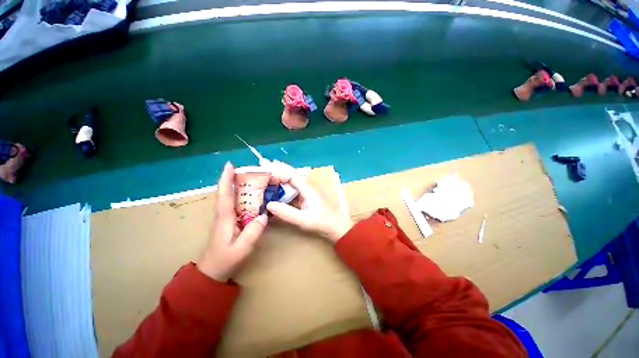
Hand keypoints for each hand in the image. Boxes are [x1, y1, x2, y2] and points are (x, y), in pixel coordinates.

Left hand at [197, 162, 267, 281]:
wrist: (212, 272)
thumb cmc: (225, 260)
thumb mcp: (242, 248)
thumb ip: (253, 232)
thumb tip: (264, 215)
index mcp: (224, 218)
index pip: (224, 195)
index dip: (226, 179)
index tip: (229, 165)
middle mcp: (223, 214)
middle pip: (226, 192)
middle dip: (233, 178)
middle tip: (247, 169)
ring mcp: (225, 218)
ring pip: (230, 197)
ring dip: (237, 185)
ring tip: (250, 177)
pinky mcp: (229, 221)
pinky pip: (234, 204)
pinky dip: (240, 196)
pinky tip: (251, 195)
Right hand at [266, 174, 353, 243]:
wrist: (336, 228)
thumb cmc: (322, 222)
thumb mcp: (303, 220)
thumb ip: (287, 212)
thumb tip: (268, 205)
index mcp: (307, 189)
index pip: (291, 175)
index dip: (279, 173)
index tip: (265, 175)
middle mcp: (306, 188)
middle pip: (290, 176)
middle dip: (278, 172)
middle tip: (262, 171)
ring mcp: (306, 194)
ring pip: (290, 184)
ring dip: (279, 181)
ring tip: (265, 180)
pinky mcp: (305, 200)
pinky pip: (291, 192)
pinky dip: (282, 191)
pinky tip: (275, 194)